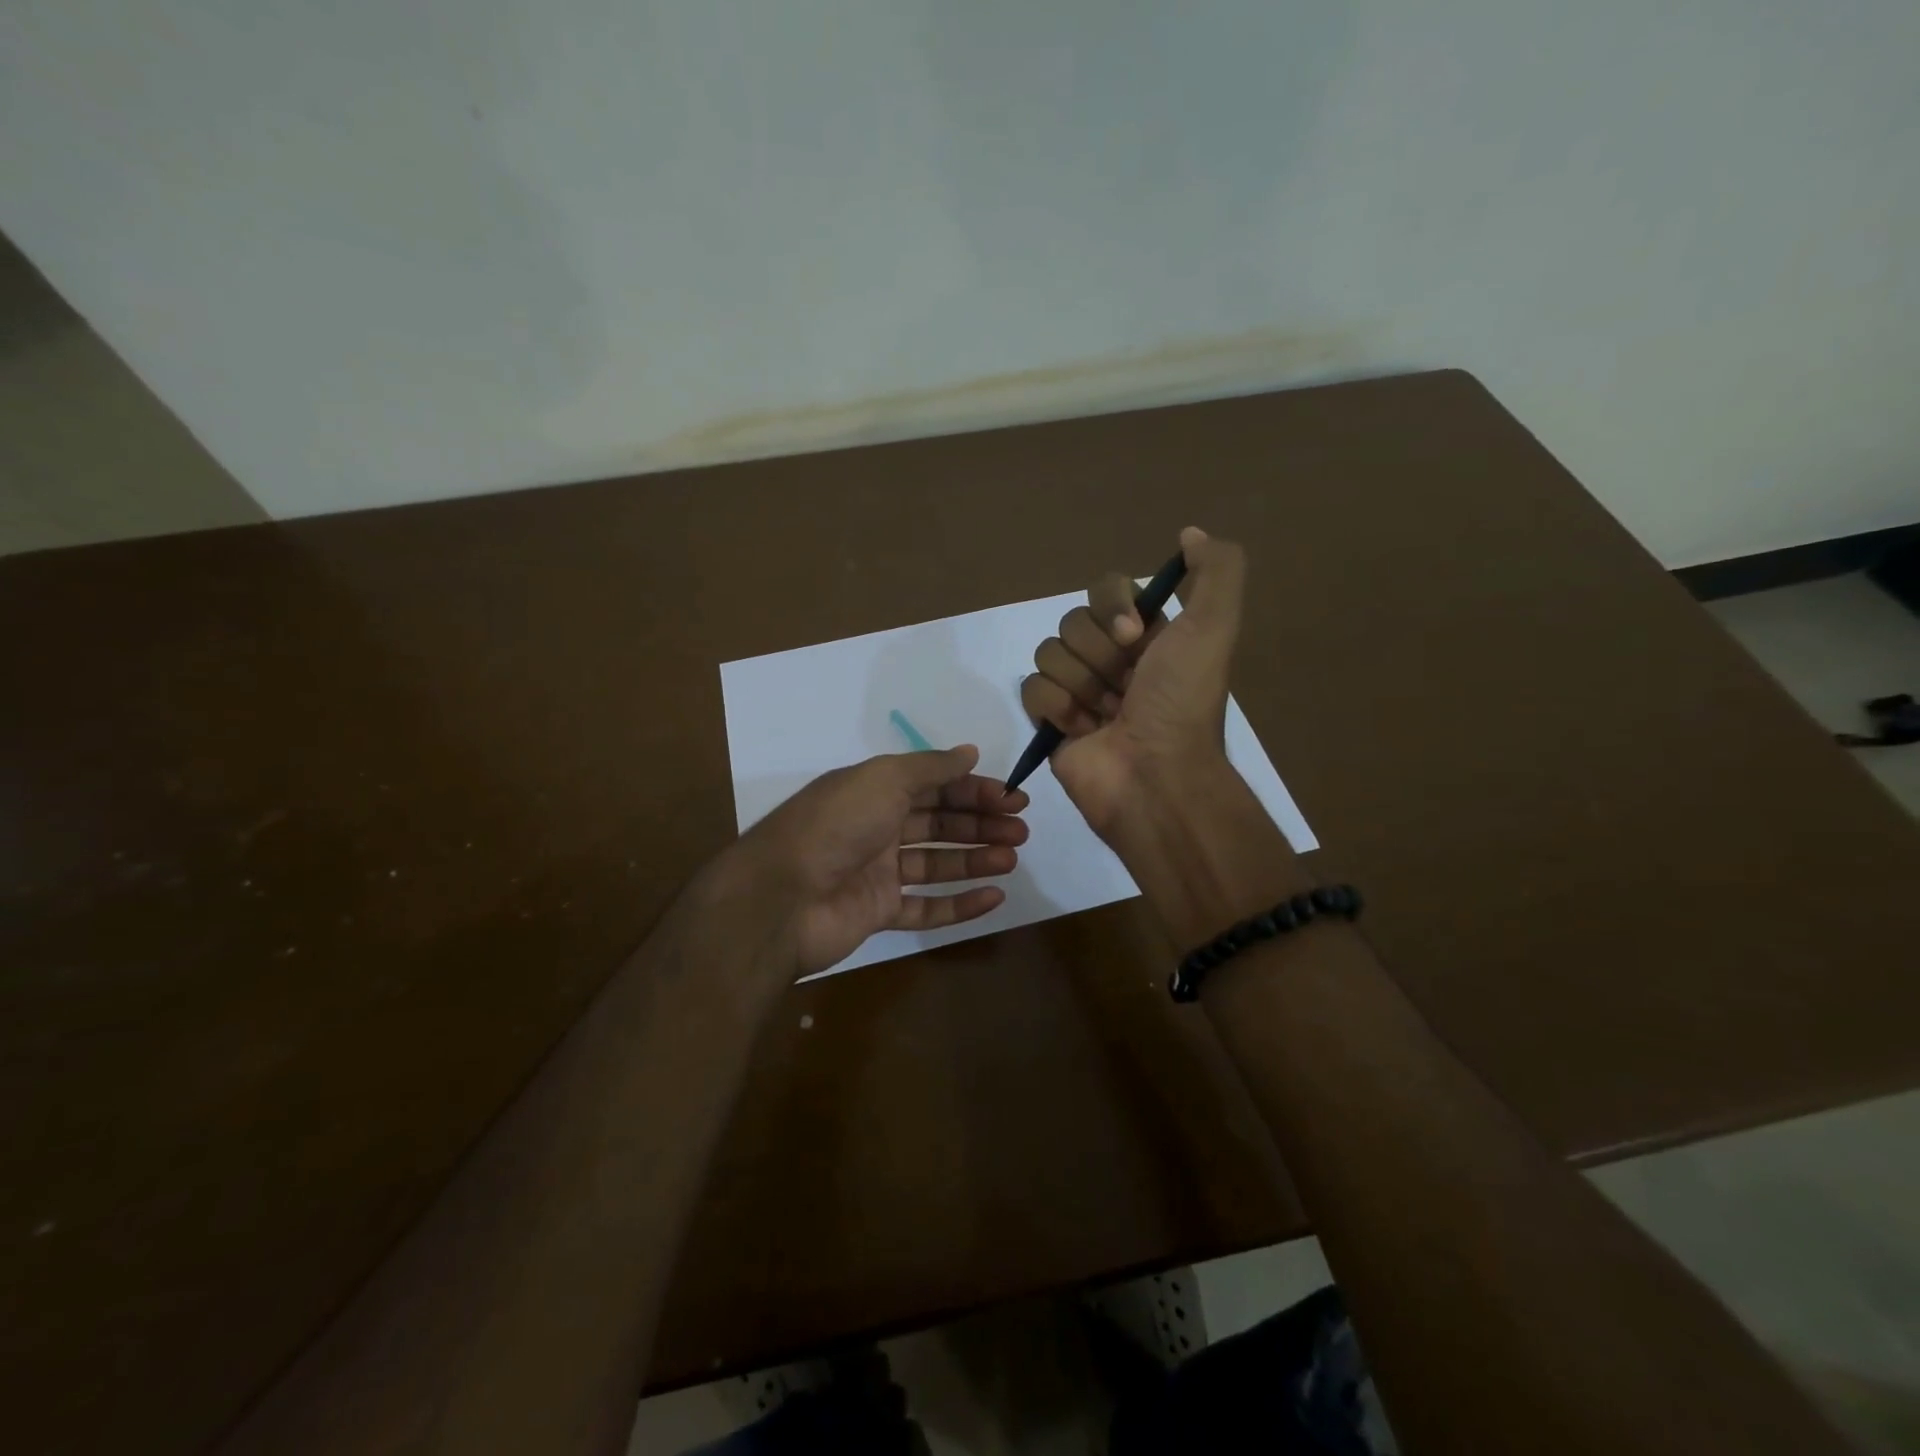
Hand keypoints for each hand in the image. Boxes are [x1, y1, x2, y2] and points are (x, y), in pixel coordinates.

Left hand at [731, 744, 1028, 975]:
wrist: (783, 896)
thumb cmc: (836, 825)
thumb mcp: (884, 779)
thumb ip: (930, 767)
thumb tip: (969, 752)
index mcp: (875, 790)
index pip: (935, 786)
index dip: (974, 790)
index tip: (1012, 798)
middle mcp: (877, 827)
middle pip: (939, 823)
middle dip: (981, 823)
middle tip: (1020, 830)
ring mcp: (877, 873)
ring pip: (936, 864)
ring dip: (975, 859)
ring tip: (1011, 858)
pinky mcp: (878, 913)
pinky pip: (925, 908)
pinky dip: (959, 904)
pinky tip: (993, 897)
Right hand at [1020, 526, 1245, 835]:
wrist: (1154, 777)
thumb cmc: (1181, 703)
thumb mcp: (1214, 628)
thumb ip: (1216, 571)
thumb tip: (1190, 533)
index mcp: (1149, 637)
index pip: (1107, 589)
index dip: (1113, 607)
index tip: (1135, 637)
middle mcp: (1113, 659)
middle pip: (1073, 621)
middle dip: (1099, 654)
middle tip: (1126, 687)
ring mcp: (1080, 690)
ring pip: (1049, 653)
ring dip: (1081, 684)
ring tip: (1105, 715)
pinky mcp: (1052, 721)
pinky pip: (1032, 688)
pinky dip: (1056, 708)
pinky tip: (1081, 730)